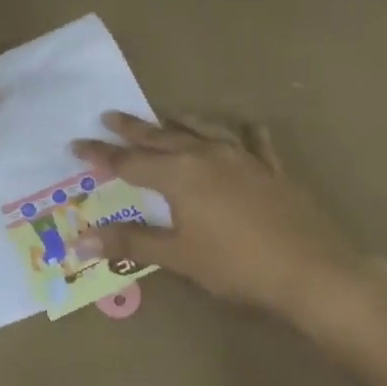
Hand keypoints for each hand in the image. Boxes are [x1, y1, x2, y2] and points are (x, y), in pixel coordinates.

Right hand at [71, 113, 366, 317]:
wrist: (310, 270)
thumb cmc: (236, 266)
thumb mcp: (178, 256)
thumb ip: (129, 242)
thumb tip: (79, 239)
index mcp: (179, 175)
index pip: (129, 162)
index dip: (101, 154)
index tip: (76, 143)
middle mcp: (207, 156)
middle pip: (162, 137)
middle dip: (132, 128)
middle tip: (109, 116)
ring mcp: (242, 158)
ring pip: (203, 130)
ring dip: (179, 123)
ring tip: (164, 116)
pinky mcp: (271, 169)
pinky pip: (253, 142)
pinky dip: (243, 133)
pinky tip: (246, 128)